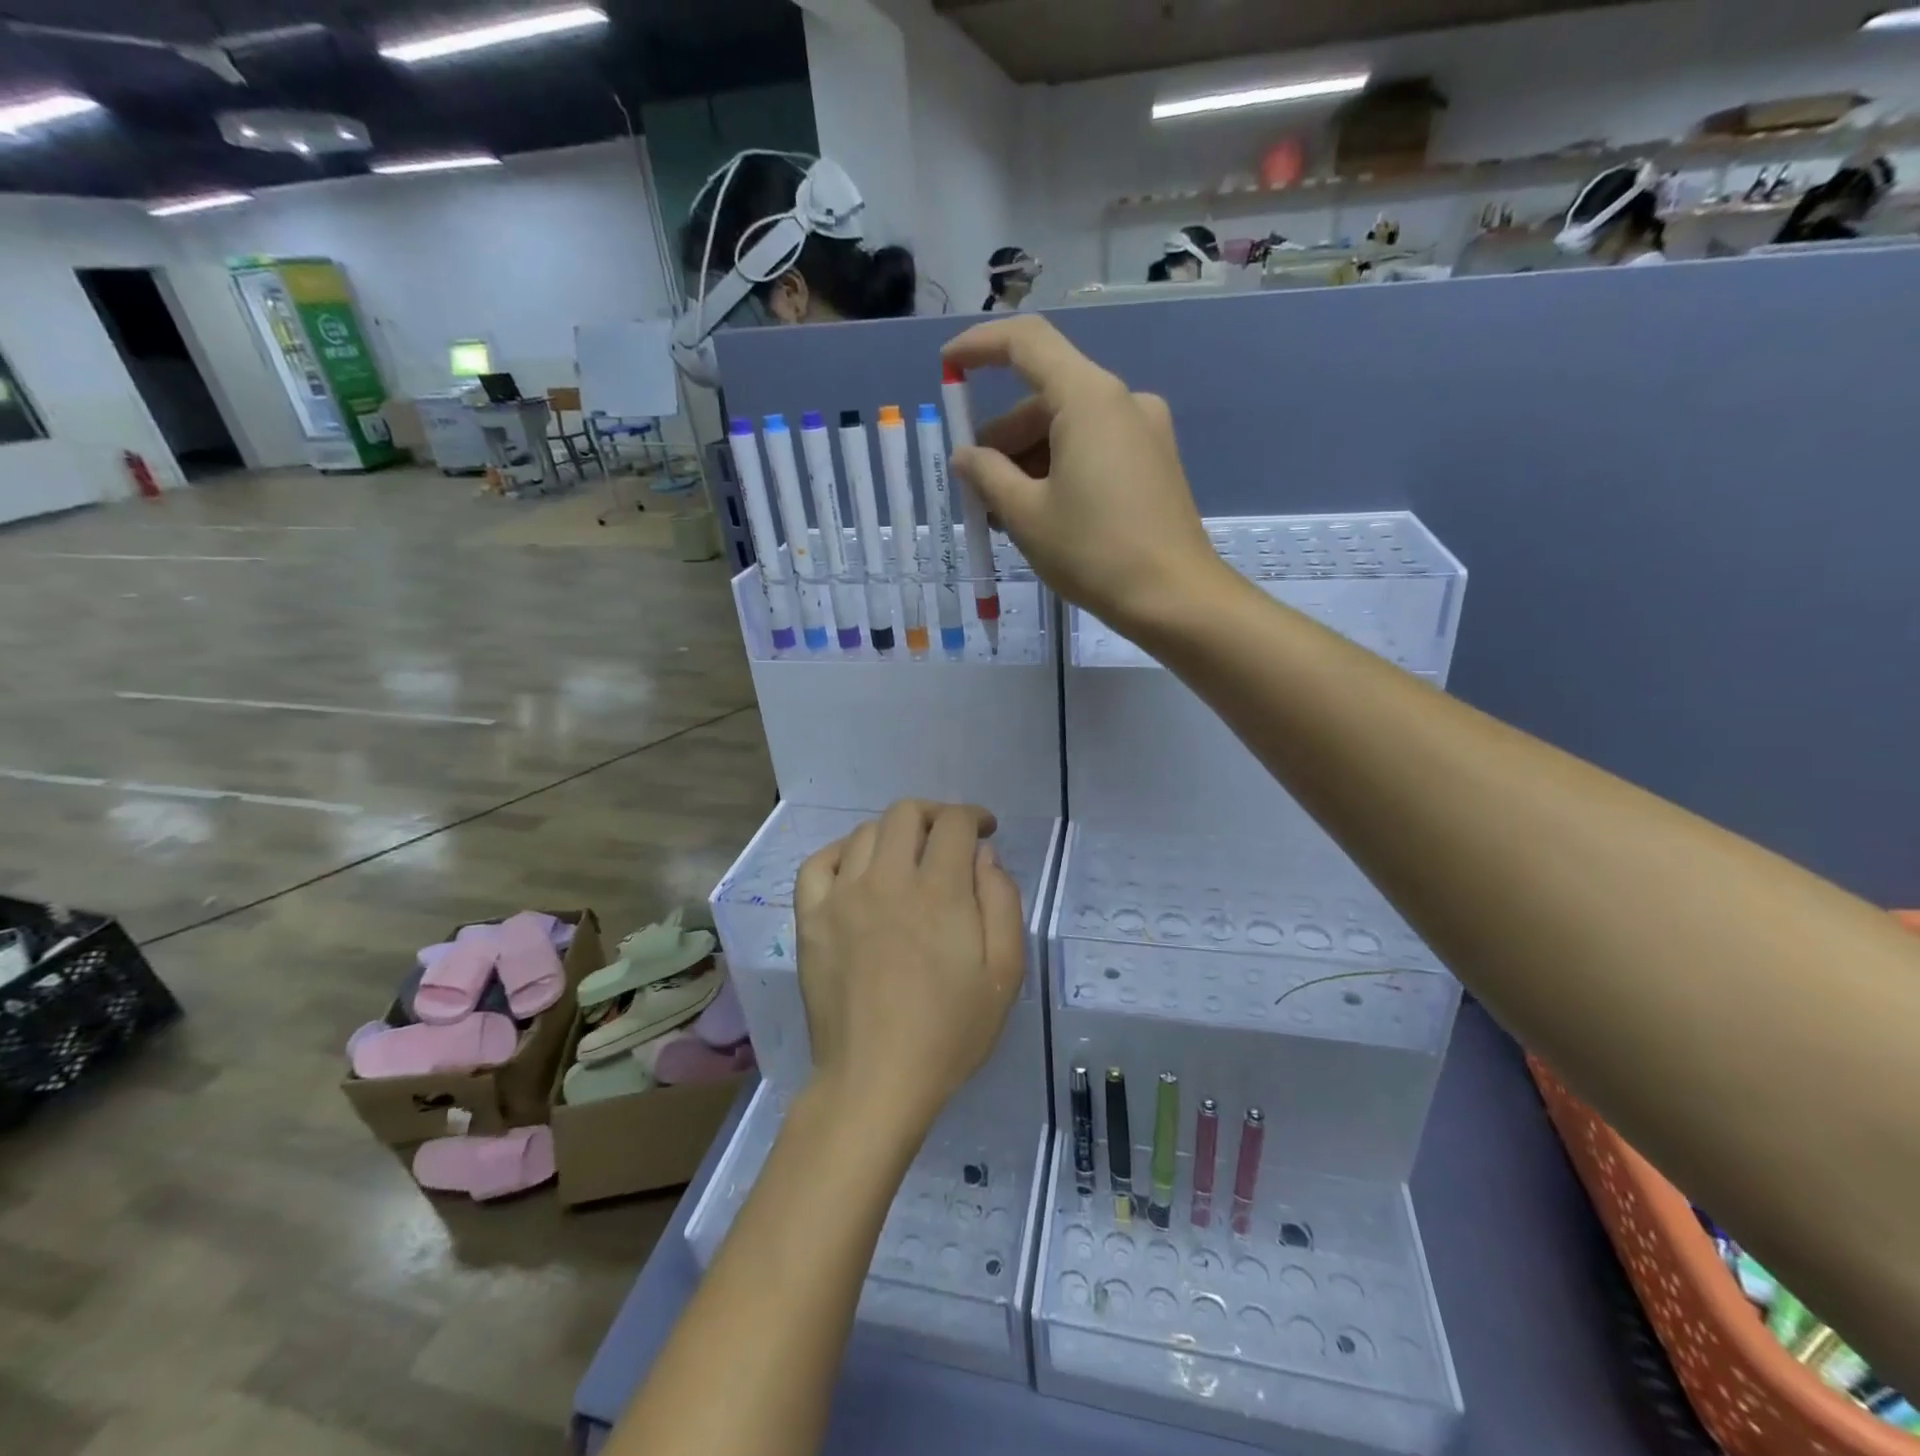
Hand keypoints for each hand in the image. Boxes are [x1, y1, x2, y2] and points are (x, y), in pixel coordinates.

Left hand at [795, 800, 1026, 1133]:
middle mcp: (888, 879)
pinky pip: (818, 863)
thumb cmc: (949, 1032)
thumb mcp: (1004, 973)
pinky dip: (840, 853)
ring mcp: (842, 896)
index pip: (954, 823)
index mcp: (939, 891)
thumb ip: (1002, 902)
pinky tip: (856, 870)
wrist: (875, 1080)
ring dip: (894, 834)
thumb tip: (983, 855)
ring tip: (906, 859)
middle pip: (906, 813)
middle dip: (935, 815)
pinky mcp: (810, 918)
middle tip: (948, 840)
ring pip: (866, 833)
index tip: (985, 830)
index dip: (974, 816)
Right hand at [942, 315, 1224, 634]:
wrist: (1175, 598)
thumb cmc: (1094, 552)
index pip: (1026, 342)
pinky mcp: (1154, 462)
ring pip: (1069, 427)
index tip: (947, 368)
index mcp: (1089, 398)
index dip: (979, 347)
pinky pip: (1094, 448)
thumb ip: (988, 475)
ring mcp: (1144, 431)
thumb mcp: (1026, 515)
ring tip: (1003, 514)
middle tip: (975, 489)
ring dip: (1028, 461)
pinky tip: (1041, 514)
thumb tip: (967, 456)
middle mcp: (1122, 401)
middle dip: (1003, 438)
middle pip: (1046, 397)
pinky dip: (1060, 469)